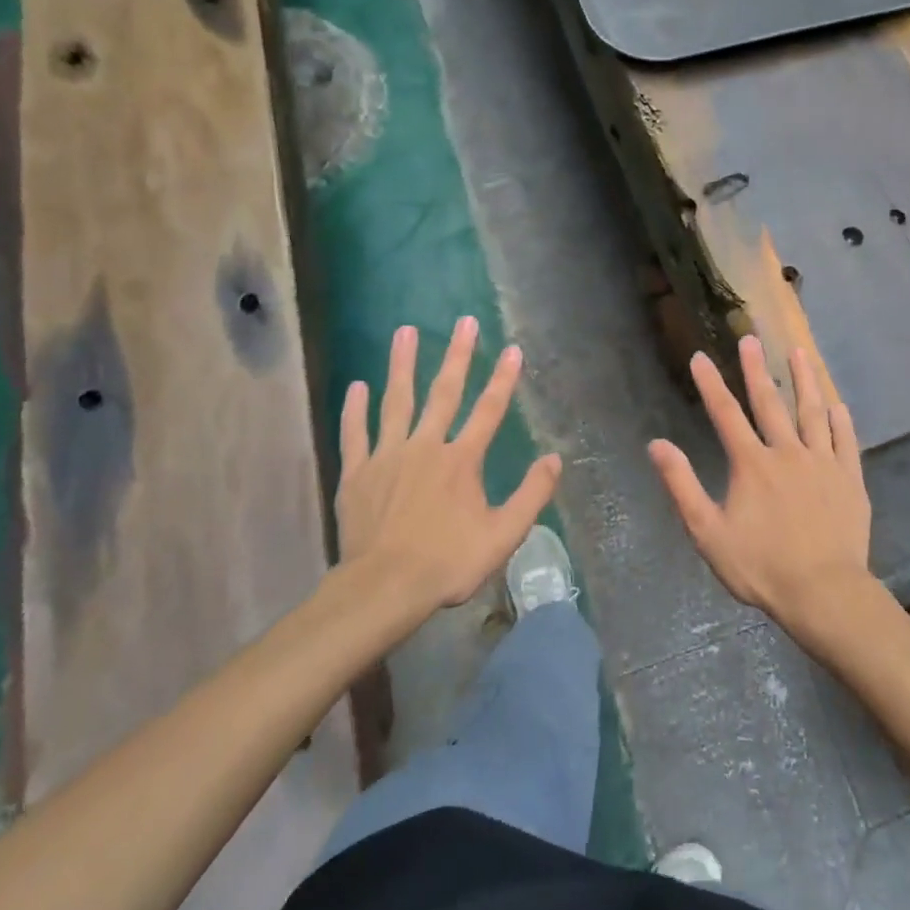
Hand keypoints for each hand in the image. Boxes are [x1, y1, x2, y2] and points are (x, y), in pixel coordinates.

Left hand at [339, 318, 561, 610]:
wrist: (384, 588)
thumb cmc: (448, 562)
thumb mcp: (503, 535)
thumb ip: (531, 495)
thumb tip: (554, 458)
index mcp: (462, 460)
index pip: (489, 410)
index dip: (503, 378)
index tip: (512, 348)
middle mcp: (426, 447)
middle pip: (444, 393)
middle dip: (457, 355)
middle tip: (464, 322)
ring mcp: (388, 457)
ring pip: (396, 401)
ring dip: (402, 365)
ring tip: (404, 331)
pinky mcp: (358, 473)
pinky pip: (356, 433)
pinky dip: (355, 409)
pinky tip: (357, 385)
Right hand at [648, 336, 872, 628]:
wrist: (823, 593)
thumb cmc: (761, 567)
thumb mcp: (708, 532)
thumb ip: (682, 485)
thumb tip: (657, 445)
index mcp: (751, 464)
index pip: (725, 414)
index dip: (710, 384)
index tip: (700, 356)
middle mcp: (787, 452)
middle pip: (769, 403)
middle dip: (756, 369)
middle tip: (751, 337)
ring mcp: (823, 463)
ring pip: (812, 412)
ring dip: (805, 380)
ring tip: (800, 352)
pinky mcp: (849, 479)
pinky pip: (845, 441)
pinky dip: (840, 420)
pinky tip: (837, 404)